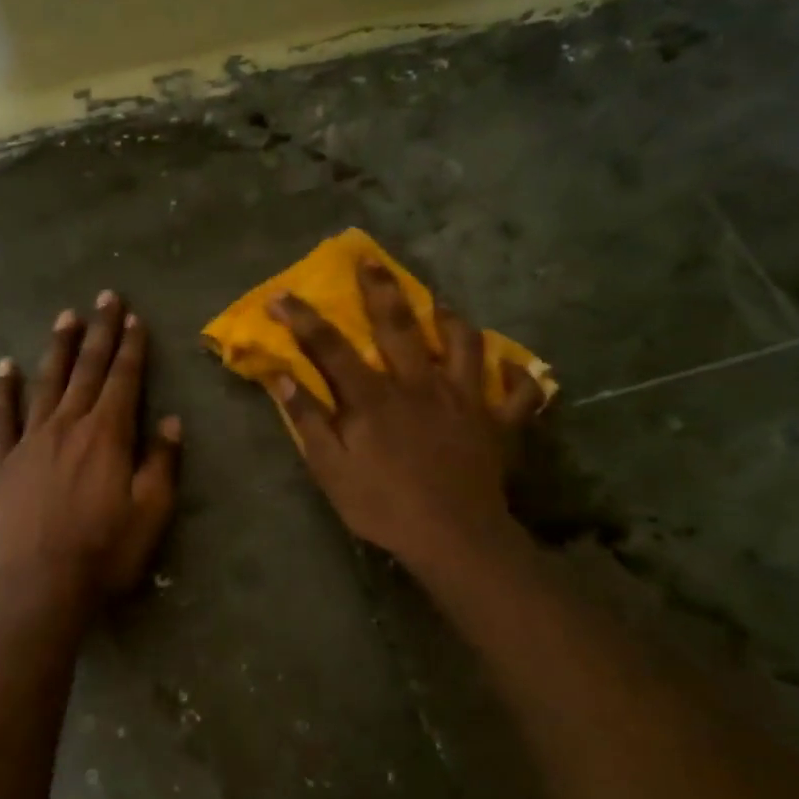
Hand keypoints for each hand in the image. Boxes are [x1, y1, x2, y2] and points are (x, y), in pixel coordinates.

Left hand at [0, 292, 181, 598]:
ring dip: (59, 348)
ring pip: (47, 382)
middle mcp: (69, 424)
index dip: (131, 346)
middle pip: (88, 369)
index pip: (124, 378)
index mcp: (108, 434)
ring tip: (66, 317)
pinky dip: (4, 390)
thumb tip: (171, 420)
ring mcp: (31, 440)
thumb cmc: (106, 550)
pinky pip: (2, 417)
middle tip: (105, 297)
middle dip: (100, 332)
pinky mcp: (2, 461)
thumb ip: (162, 461)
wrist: (42, 583)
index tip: (134, 316)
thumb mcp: (152, 511)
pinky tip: (5, 366)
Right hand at [268, 259, 541, 575]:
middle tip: (370, 260)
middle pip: (399, 326)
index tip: (281, 295)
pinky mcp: (498, 422)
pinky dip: (517, 377)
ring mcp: (465, 399)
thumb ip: (307, 420)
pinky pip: (517, 392)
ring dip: (450, 319)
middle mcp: (420, 384)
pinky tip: (510, 368)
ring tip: (440, 304)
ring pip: (464, 344)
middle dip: (380, 290)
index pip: (331, 348)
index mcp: (374, 398)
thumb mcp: (331, 470)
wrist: (453, 538)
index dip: (303, 319)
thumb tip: (280, 376)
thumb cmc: (384, 506)